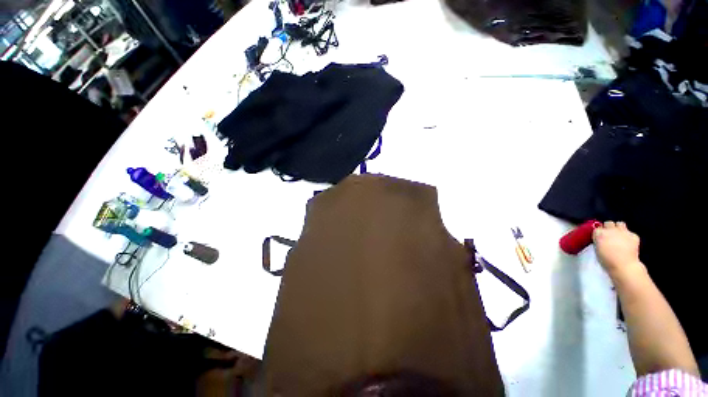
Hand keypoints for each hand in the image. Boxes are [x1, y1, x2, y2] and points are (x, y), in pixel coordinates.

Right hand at [593, 221, 643, 278]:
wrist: (624, 265)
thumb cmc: (607, 260)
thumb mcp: (597, 249)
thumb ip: (598, 240)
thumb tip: (600, 238)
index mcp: (599, 233)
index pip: (597, 228)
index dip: (599, 233)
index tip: (600, 237)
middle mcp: (611, 230)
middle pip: (608, 223)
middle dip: (608, 227)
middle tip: (609, 235)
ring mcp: (623, 232)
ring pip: (620, 224)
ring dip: (619, 228)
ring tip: (619, 236)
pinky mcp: (634, 236)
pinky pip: (630, 233)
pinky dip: (629, 237)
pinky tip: (628, 243)